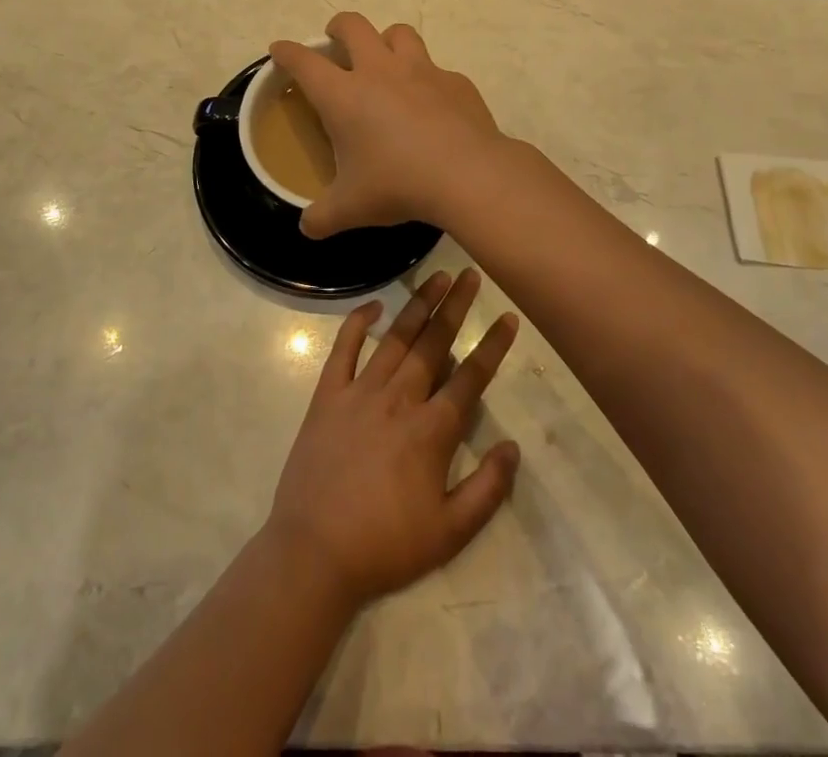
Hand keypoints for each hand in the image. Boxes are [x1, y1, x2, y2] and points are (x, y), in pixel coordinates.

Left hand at [266, 267, 520, 608]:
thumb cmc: (386, 545)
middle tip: (471, 274)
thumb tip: (513, 447)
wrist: (314, 554)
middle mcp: (399, 399)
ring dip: (418, 305)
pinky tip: (374, 305)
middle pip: (434, 343)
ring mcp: (360, 392)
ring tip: (437, 276)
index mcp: (431, 430)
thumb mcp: (450, 533)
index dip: (492, 346)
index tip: (508, 317)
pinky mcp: (327, 396)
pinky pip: (343, 349)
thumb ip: (488, 489)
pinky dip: (357, 323)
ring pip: (396, 338)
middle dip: (456, 307)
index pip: (470, 378)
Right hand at [270, 12, 508, 238]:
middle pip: (353, 26)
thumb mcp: (351, 208)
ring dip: (386, 40)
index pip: (304, 62)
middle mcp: (379, 71)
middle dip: (338, 27)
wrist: (468, 174)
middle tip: (335, 40)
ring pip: (398, 33)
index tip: (280, 50)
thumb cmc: (398, 184)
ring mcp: (422, 71)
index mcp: (344, 95)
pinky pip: (436, 68)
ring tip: (385, 60)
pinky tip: (432, 103)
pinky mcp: (455, 81)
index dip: (287, 52)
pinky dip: (427, 79)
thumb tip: (306, 228)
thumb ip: (322, 217)